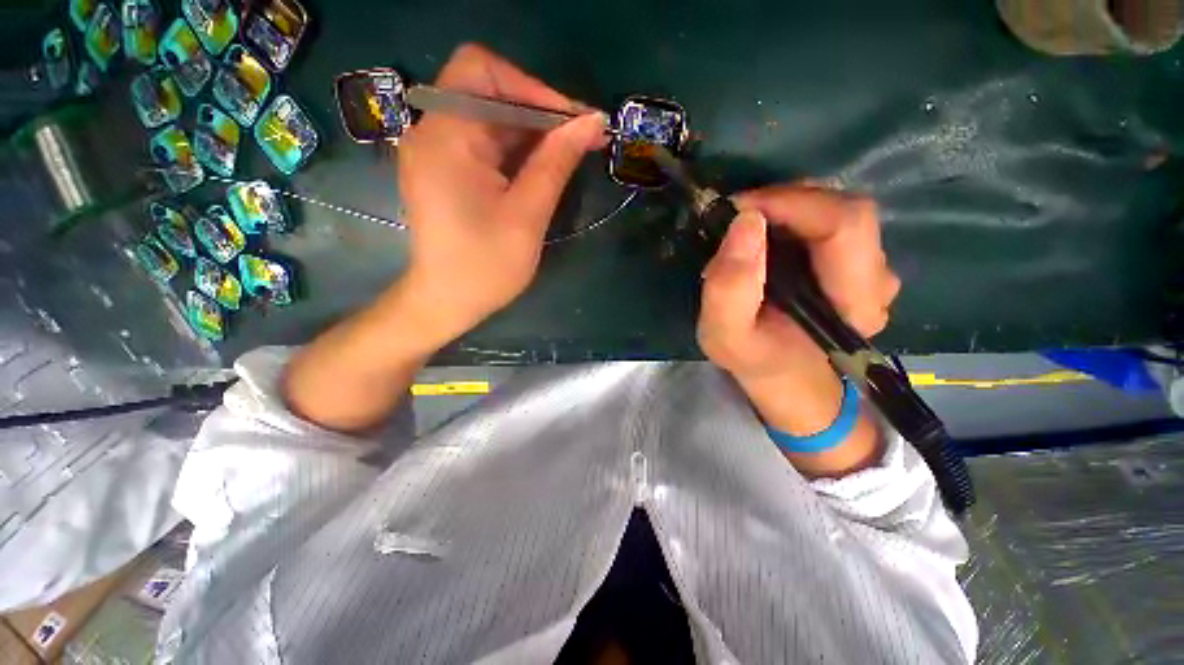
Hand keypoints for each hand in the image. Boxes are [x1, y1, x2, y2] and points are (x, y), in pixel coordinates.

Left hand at [396, 44, 607, 346]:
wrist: (447, 302)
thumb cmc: (486, 267)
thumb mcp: (527, 215)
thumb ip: (556, 163)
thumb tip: (591, 122)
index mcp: (446, 137)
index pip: (483, 71)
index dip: (533, 87)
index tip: (573, 121)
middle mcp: (432, 132)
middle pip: (487, 91)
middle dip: (538, 109)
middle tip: (581, 138)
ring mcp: (437, 151)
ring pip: (489, 118)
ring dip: (531, 131)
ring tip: (570, 153)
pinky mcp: (445, 169)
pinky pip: (484, 142)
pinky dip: (516, 148)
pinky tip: (542, 166)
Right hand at [698, 184, 899, 443]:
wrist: (786, 378)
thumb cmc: (756, 360)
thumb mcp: (725, 335)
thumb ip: (729, 287)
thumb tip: (745, 222)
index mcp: (854, 301)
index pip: (844, 223)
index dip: (792, 202)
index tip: (738, 208)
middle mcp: (876, 278)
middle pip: (845, 209)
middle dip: (786, 201)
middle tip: (738, 217)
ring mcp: (871, 269)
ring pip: (837, 212)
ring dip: (788, 209)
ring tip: (748, 231)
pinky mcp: (857, 263)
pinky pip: (829, 222)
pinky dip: (794, 219)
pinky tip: (767, 239)